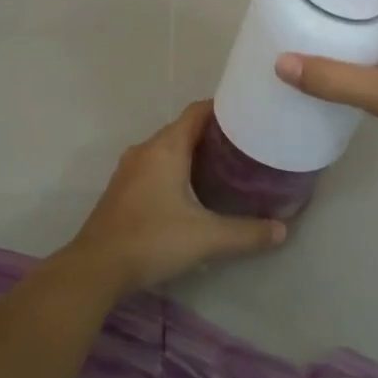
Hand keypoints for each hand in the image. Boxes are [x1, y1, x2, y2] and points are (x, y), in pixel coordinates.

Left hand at [63, 100, 286, 296]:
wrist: (95, 269)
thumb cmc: (152, 240)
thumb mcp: (207, 237)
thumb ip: (247, 233)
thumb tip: (283, 230)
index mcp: (166, 148)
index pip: (198, 111)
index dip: (224, 108)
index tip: (251, 115)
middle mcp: (146, 150)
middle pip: (184, 129)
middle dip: (215, 134)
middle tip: (247, 145)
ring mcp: (130, 170)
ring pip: (169, 149)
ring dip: (195, 153)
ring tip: (227, 166)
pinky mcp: (123, 190)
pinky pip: (156, 167)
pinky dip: (178, 169)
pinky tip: (195, 191)